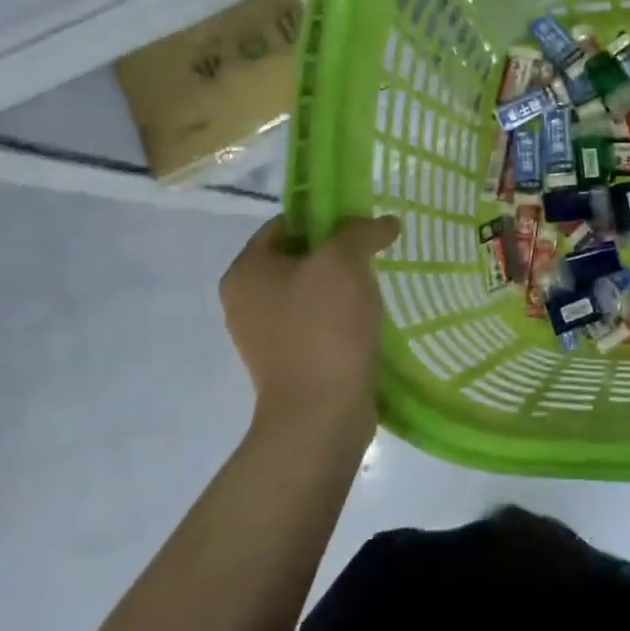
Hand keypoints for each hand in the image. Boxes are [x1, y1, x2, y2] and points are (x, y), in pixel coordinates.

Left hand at [219, 215, 400, 443]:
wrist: (320, 414)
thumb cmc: (324, 327)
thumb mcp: (344, 261)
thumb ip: (362, 231)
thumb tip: (385, 223)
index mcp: (245, 271)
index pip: (284, 224)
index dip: (324, 217)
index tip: (360, 225)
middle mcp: (244, 300)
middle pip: (297, 257)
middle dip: (337, 252)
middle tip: (372, 254)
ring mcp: (263, 335)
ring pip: (309, 291)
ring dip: (341, 286)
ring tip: (374, 288)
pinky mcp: (286, 361)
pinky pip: (315, 323)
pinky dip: (339, 316)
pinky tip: (365, 320)